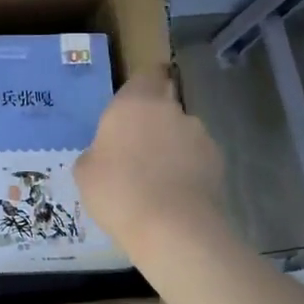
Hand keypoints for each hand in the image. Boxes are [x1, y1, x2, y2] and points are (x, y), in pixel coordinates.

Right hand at [75, 68, 225, 252]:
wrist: (172, 227)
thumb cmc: (117, 191)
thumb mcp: (85, 172)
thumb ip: (96, 152)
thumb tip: (106, 153)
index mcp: (134, 103)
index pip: (146, 75)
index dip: (143, 86)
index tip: (135, 103)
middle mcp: (170, 109)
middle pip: (164, 104)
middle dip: (154, 121)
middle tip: (136, 149)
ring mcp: (199, 134)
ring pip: (182, 132)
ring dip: (172, 146)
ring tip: (158, 177)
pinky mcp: (218, 161)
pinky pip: (197, 157)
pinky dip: (188, 168)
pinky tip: (175, 192)